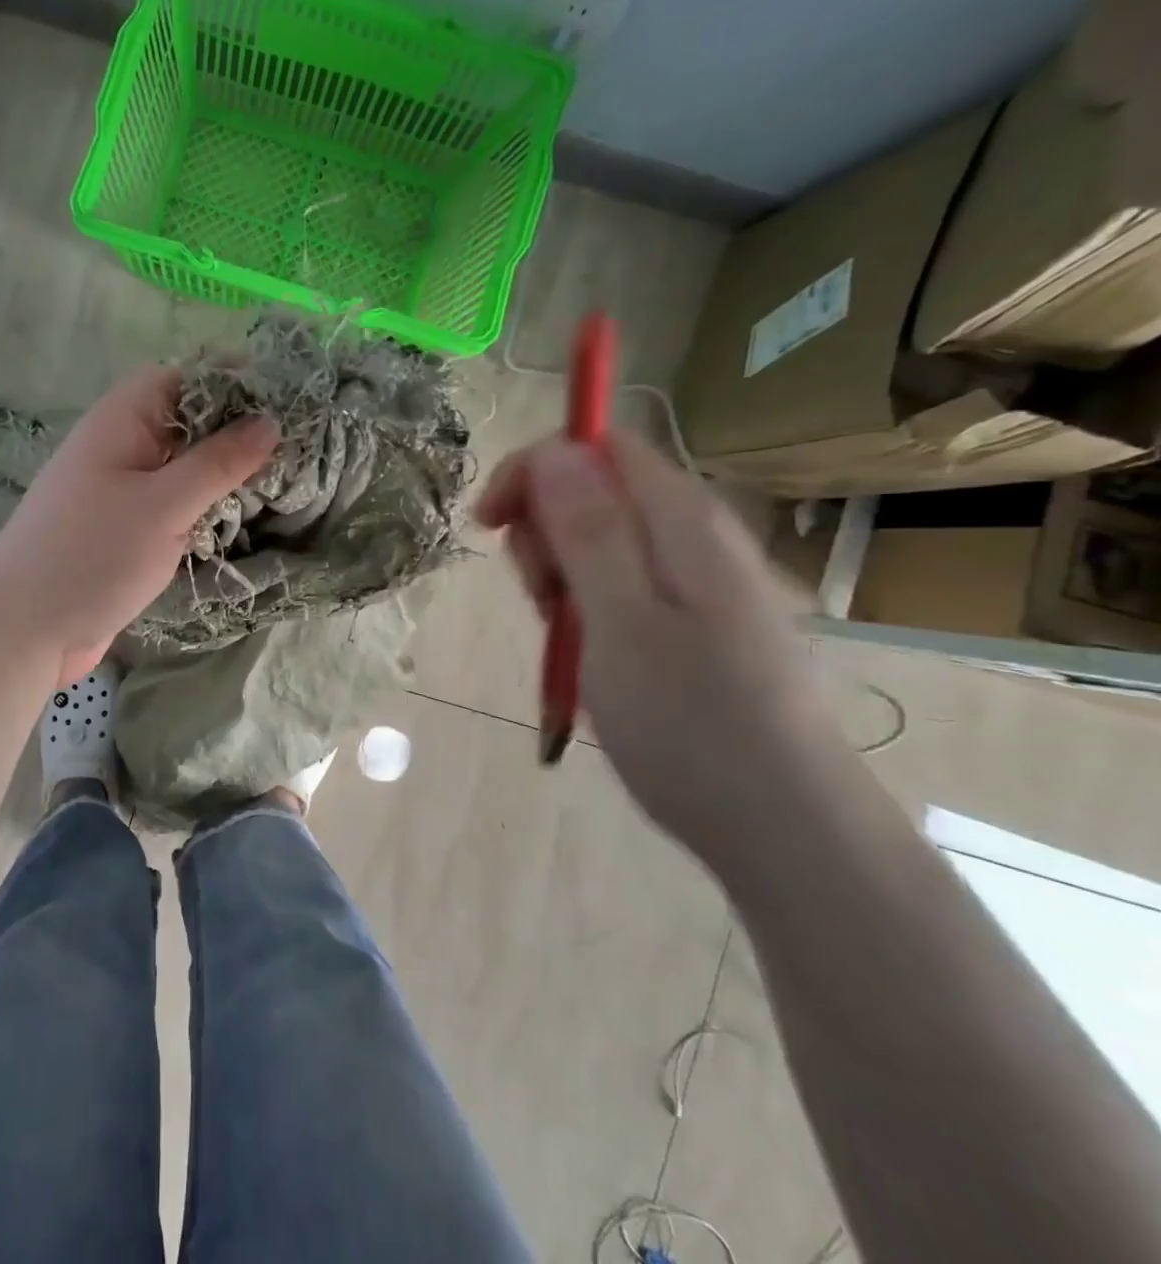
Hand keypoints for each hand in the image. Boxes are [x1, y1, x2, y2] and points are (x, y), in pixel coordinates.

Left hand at [0, 366, 278, 684]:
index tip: (284, 399)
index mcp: (121, 421)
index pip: (182, 378)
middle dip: (234, 431)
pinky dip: (202, 507)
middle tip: (294, 446)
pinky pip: (171, 504)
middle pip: (185, 423)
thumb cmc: (92, 554)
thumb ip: (219, 462)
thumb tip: (270, 421)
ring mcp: (120, 491)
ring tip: (280, 480)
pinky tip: (238, 518)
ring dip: (221, 474)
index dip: (230, 381)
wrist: (24, 629)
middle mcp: (120, 447)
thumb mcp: (164, 504)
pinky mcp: (124, 531)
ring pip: (181, 467)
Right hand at [474, 430, 854, 863]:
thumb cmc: (691, 723)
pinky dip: (585, 609)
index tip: (491, 527)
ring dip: (559, 578)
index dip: (533, 471)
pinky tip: (588, 654)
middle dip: (544, 534)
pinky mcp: (695, 620)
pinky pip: (619, 585)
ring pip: (599, 542)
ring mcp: (698, 580)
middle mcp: (694, 536)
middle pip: (593, 492)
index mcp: (681, 521)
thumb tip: (552, 449)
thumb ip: (588, 529)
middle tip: (542, 600)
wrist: (783, 828)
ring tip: (566, 638)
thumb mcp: (621, 620)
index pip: (594, 447)